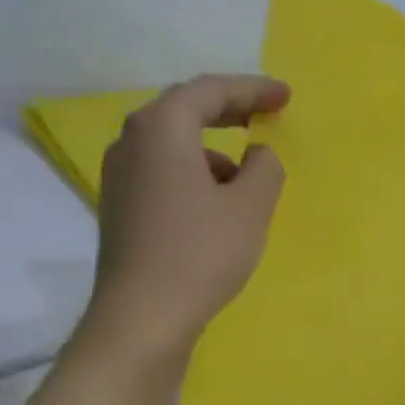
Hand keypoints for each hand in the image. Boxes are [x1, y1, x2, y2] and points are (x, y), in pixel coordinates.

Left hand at [80, 74, 289, 369]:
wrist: (143, 315)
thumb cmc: (201, 254)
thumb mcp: (250, 207)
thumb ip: (265, 169)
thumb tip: (257, 155)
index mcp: (161, 128)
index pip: (210, 91)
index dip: (252, 89)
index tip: (284, 96)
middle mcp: (131, 141)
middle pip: (184, 111)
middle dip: (228, 110)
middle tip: (265, 115)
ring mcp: (120, 176)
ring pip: (172, 146)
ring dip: (211, 149)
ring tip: (246, 177)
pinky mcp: (120, 208)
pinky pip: (163, 173)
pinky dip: (194, 174)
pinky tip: (216, 206)